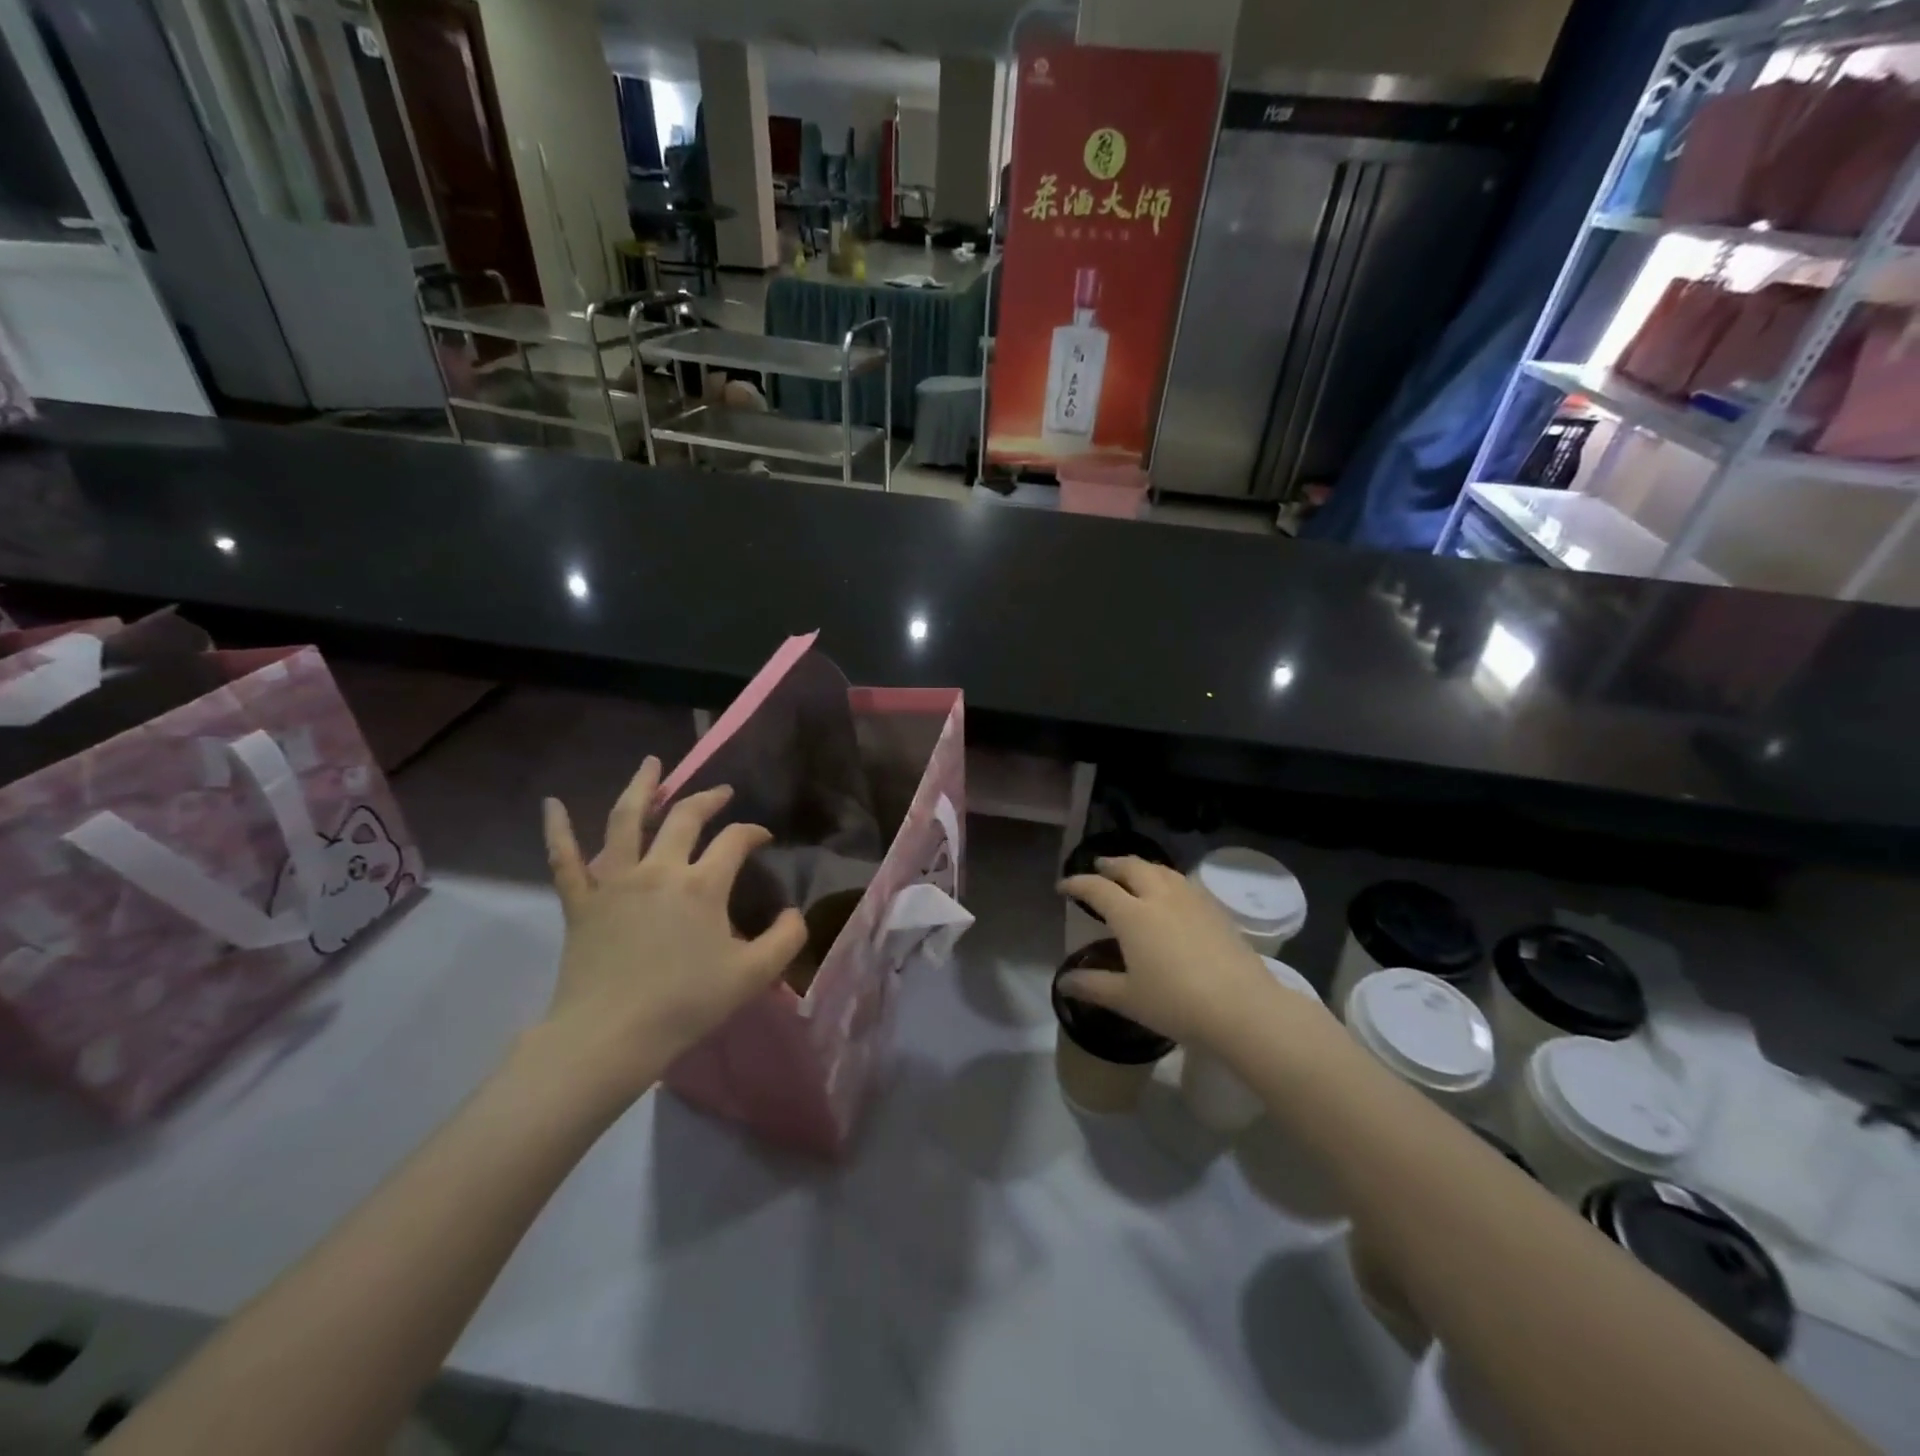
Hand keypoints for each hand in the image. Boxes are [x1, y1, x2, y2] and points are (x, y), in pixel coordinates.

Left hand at [537, 756, 806, 1099]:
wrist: (611, 1037)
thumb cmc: (686, 1005)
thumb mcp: (753, 975)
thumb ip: (785, 938)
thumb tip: (794, 912)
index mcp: (702, 885)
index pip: (734, 841)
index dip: (753, 832)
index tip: (763, 838)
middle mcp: (659, 869)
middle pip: (685, 818)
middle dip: (707, 799)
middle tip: (721, 792)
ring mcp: (615, 881)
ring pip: (625, 821)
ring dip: (641, 787)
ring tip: (652, 764)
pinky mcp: (581, 902)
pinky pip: (564, 859)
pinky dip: (556, 830)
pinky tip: (551, 804)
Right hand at [1059, 856, 1304, 1048]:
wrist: (1242, 1007)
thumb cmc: (1176, 1003)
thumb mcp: (1128, 998)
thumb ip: (1093, 986)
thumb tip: (1063, 983)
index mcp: (1132, 915)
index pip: (1097, 888)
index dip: (1076, 883)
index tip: (1062, 886)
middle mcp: (1159, 897)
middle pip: (1131, 867)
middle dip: (1111, 864)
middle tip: (1099, 867)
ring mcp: (1191, 899)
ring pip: (1160, 869)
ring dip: (1140, 866)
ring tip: (1133, 873)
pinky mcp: (1215, 908)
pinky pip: (1183, 881)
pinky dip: (1166, 878)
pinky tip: (1170, 893)